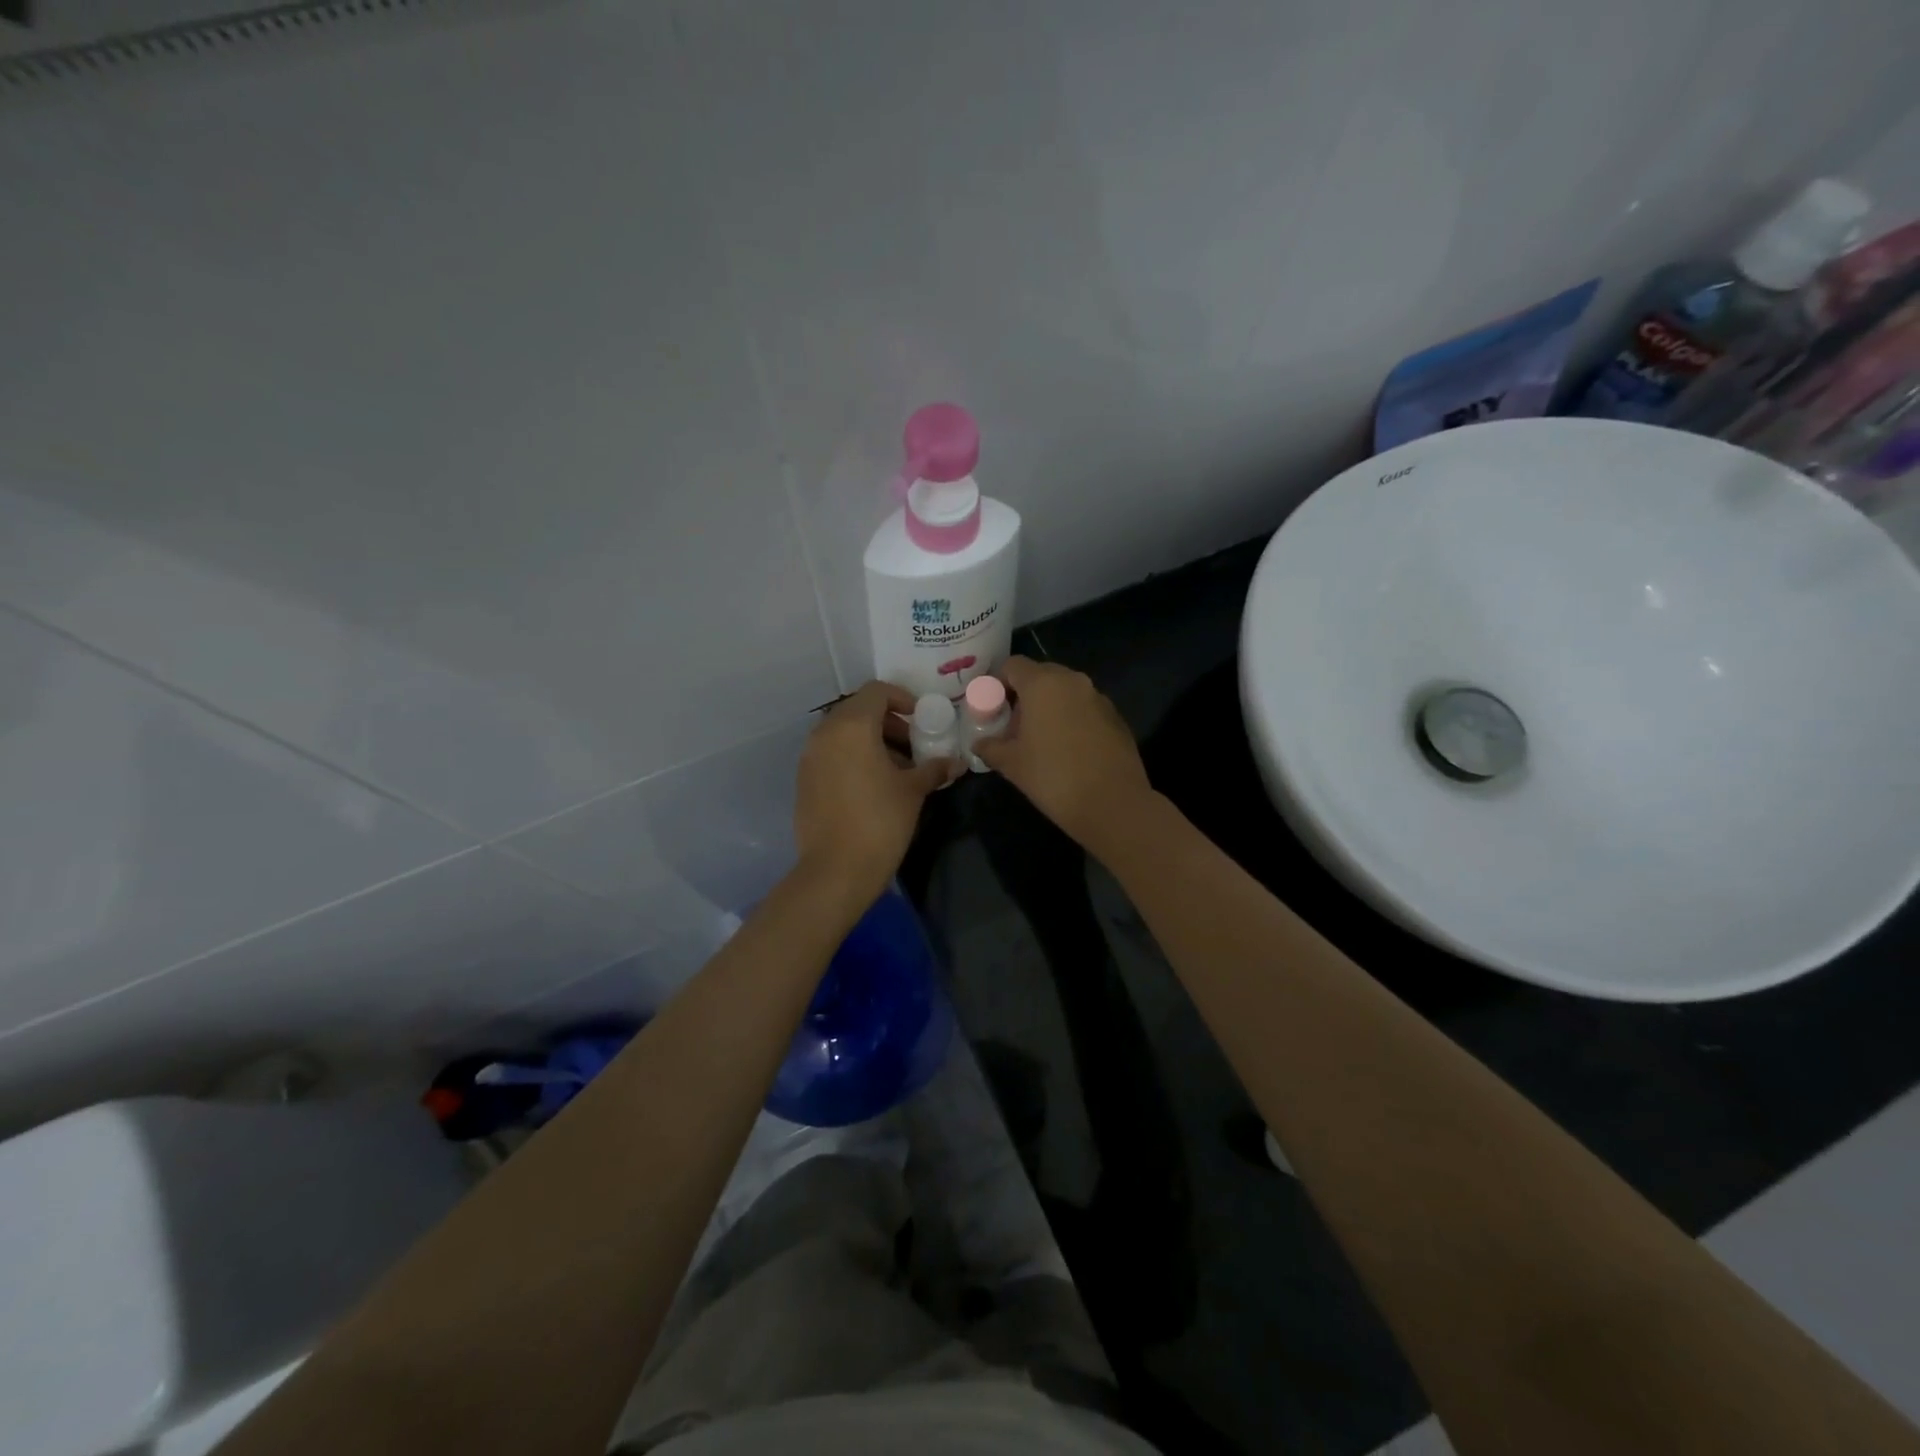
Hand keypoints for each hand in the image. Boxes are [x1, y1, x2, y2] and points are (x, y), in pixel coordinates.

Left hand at [794, 681, 952, 901]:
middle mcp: (825, 733)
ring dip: (870, 740)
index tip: (921, 719)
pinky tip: (872, 784)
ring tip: (896, 768)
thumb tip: (955, 762)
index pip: (876, 692)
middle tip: (912, 745)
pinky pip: (831, 753)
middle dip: (888, 722)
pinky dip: (852, 756)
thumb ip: (934, 768)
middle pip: (858, 710)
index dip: (902, 699)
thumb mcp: (913, 791)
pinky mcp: (804, 779)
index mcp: (852, 726)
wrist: (836, 870)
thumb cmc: (880, 821)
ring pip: (843, 732)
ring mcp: (810, 756)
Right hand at [972, 657, 1155, 854]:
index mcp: (1043, 684)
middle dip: (1023, 696)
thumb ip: (990, 747)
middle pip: (1040, 675)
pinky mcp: (1116, 717)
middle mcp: (1073, 681)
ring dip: (1049, 707)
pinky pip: (1085, 708)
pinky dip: (1072, 719)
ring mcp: (1099, 697)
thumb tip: (980, 742)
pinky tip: (1068, 750)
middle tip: (1013, 726)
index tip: (992, 709)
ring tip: (1040, 740)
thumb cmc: (1053, 777)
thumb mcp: (1011, 764)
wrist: (1112, 803)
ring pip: (1065, 692)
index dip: (997, 683)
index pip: (1012, 665)